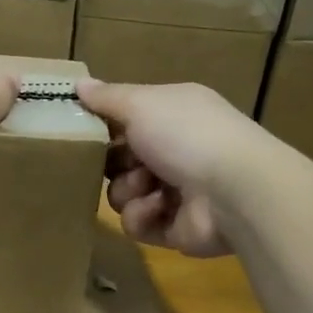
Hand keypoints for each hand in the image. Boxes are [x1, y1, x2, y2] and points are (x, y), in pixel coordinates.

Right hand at [75, 80, 272, 256]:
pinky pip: (137, 224)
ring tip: (146, 186)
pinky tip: (159, 208)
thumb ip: (107, 98)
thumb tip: (78, 84)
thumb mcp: (141, 104)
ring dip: (128, 190)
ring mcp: (177, 192)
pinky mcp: (175, 228)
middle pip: (121, 160)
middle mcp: (176, 150)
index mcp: (172, 114)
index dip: (105, 126)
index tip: (84, 130)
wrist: (234, 191)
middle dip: (113, 163)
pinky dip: (143, 216)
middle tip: (116, 162)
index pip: (128, 118)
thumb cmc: (185, 135)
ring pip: (124, 194)